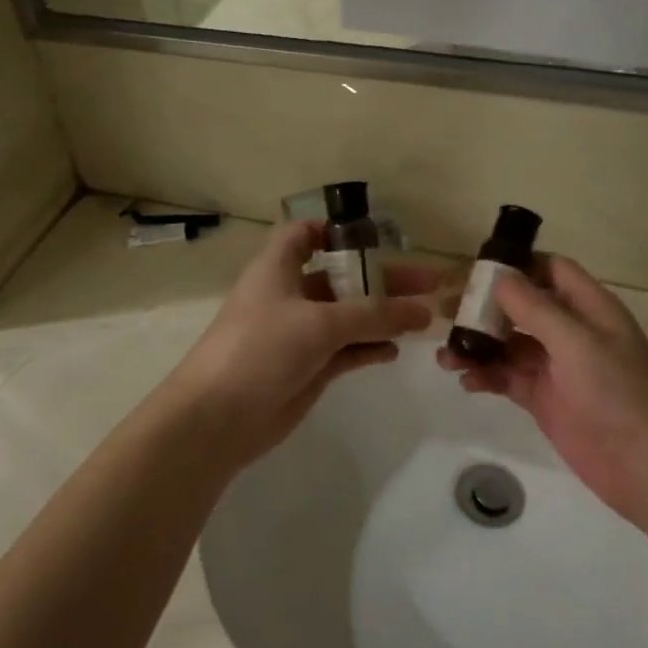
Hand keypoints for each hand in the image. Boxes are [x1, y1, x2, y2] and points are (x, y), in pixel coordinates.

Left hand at [165, 220, 437, 467]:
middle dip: (382, 278)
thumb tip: (423, 311)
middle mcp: (289, 295)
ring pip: (348, 316)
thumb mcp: (319, 323)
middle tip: (430, 283)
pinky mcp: (307, 367)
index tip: (374, 237)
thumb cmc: (261, 348)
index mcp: (278, 268)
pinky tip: (396, 349)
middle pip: (341, 277)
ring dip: (382, 316)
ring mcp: (299, 333)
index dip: (335, 230)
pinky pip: (346, 350)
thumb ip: (373, 315)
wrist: (218, 417)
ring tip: (425, 318)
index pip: (304, 234)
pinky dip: (369, 347)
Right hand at [438, 254, 647, 528]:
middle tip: (446, 312)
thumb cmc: (619, 394)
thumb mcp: (576, 343)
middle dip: (485, 307)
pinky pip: (507, 378)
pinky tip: (466, 381)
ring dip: (478, 345)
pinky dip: (486, 376)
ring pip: (508, 344)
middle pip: (521, 306)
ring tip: (446, 356)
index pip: (551, 270)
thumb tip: (500, 276)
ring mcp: (556, 367)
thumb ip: (535, 309)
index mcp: (589, 308)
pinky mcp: (544, 399)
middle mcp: (571, 331)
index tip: (476, 270)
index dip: (517, 265)